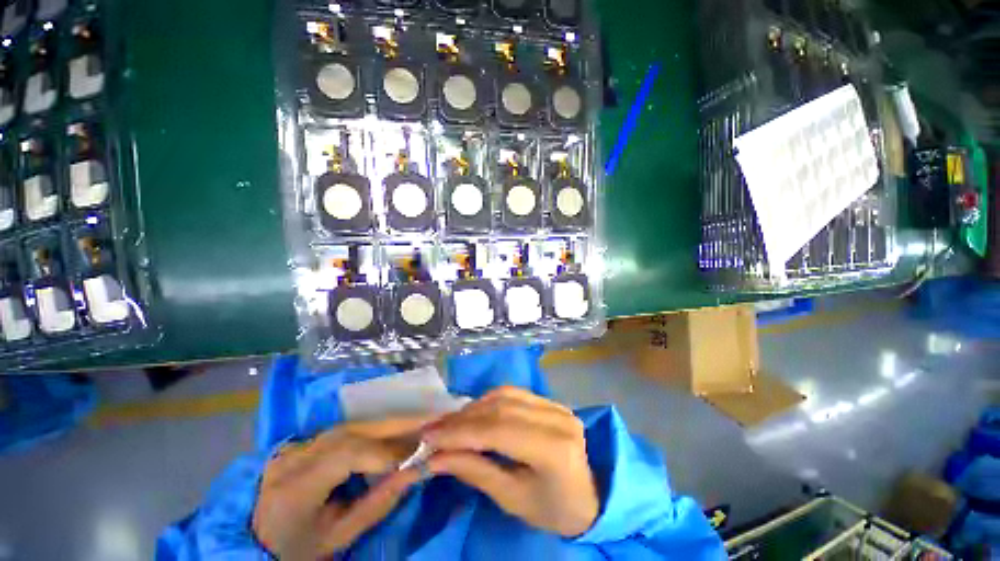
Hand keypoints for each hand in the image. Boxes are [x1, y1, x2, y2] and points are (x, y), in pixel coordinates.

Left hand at [252, 416, 433, 559]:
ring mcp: (297, 446)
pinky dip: (374, 429)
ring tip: (417, 425)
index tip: (416, 456)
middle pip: (353, 431)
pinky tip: (393, 430)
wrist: (255, 542)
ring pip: (352, 425)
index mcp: (295, 487)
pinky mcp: (303, 442)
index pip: (346, 453)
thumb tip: (414, 471)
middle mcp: (294, 457)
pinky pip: (345, 430)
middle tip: (429, 422)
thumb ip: (378, 504)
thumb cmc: (297, 550)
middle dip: (395, 426)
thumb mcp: (337, 538)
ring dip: (388, 424)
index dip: (385, 451)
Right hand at [423, 387, 598, 536]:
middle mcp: (558, 418)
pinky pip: (514, 393)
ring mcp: (557, 405)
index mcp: (555, 449)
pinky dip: (488, 401)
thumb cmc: (553, 509)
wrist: (590, 497)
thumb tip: (437, 457)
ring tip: (448, 423)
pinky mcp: (551, 401)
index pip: (499, 430)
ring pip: (505, 395)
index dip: (461, 432)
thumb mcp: (513, 499)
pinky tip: (473, 413)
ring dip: (473, 408)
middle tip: (433, 430)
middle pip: (501, 409)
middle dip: (462, 419)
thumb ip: (476, 471)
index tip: (429, 437)